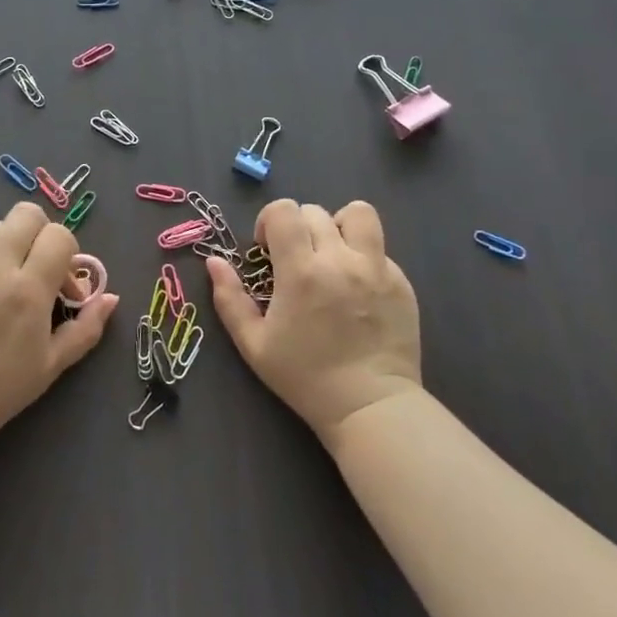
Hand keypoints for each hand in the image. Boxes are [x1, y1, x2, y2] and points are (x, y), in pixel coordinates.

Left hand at [0, 202, 117, 443]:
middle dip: (37, 234)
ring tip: (0, 281)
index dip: (66, 251)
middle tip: (33, 266)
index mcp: (28, 289)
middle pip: (26, 215)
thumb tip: (111, 297)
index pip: (58, 235)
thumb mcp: (54, 363)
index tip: (59, 279)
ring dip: (5, 247)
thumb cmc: (2, 387)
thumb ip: (88, 326)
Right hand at [207, 199, 421, 444]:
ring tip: (332, 254)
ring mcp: (378, 268)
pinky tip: (357, 289)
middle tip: (295, 260)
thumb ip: (229, 298)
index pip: (284, 210)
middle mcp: (341, 259)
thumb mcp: (253, 344)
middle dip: (298, 228)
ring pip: (358, 214)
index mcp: (301, 271)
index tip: (268, 250)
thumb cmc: (305, 377)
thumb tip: (214, 261)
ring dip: (339, 226)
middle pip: (315, 211)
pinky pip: (379, 249)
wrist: (370, 406)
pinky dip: (363, 257)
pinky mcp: (402, 282)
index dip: (269, 221)